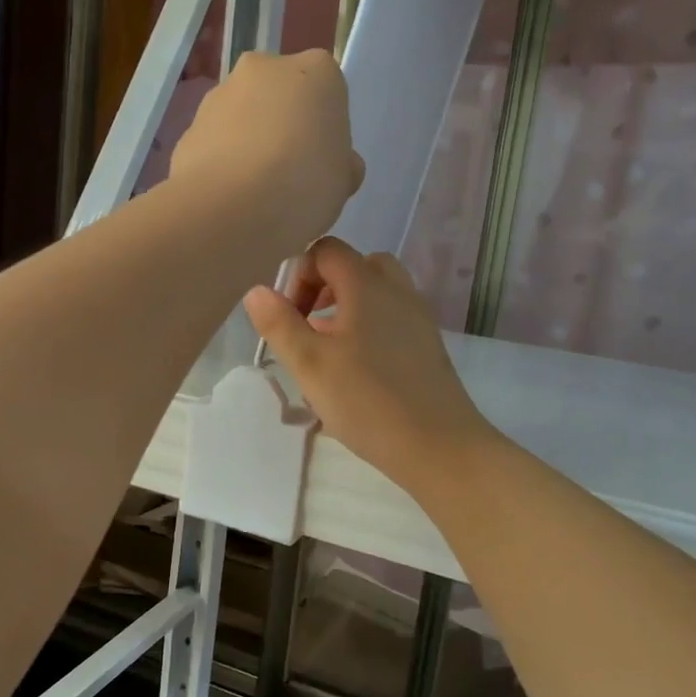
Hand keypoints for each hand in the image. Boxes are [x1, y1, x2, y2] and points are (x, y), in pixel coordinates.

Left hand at [168, 50, 362, 252]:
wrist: (230, 210)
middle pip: (279, 97)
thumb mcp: (343, 183)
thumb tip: (336, 166)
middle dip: (283, 128)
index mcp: (316, 71)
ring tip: (255, 196)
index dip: (325, 130)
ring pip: (242, 119)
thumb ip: (340, 165)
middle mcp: (263, 68)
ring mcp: (219, 96)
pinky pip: (214, 146)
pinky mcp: (187, 129)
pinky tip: (229, 201)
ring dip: (248, 146)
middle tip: (289, 178)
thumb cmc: (304, 186)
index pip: (327, 91)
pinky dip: (221, 166)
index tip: (322, 163)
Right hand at [243, 238, 494, 490]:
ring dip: (346, 309)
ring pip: (376, 293)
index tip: (289, 317)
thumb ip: (280, 324)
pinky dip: (368, 327)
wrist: (438, 446)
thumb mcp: (310, 364)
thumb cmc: (367, 401)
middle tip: (308, 326)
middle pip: (355, 266)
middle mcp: (397, 290)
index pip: (327, 250)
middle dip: (324, 288)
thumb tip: (257, 291)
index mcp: (367, 285)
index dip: (299, 275)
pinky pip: (392, 317)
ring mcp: (418, 317)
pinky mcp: (428, 344)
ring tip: (328, 350)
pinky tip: (356, 370)